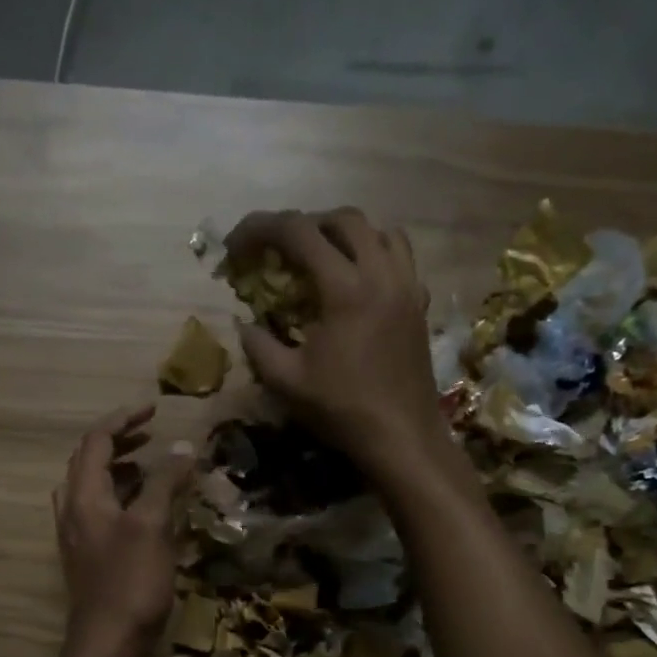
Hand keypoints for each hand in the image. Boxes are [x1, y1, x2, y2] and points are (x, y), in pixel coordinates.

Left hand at [53, 405, 193, 656]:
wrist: (108, 642)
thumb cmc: (130, 581)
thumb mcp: (152, 525)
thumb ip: (165, 482)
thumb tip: (182, 447)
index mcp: (84, 496)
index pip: (95, 442)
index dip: (123, 420)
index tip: (154, 409)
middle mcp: (73, 510)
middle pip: (87, 461)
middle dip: (117, 441)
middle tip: (150, 434)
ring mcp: (77, 536)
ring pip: (91, 487)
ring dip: (117, 468)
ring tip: (148, 464)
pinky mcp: (88, 556)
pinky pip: (99, 510)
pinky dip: (119, 495)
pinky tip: (143, 508)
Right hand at [229, 208, 449, 483]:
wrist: (401, 437)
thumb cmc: (343, 410)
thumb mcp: (286, 382)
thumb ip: (258, 345)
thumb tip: (245, 324)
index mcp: (345, 289)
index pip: (299, 232)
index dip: (261, 228)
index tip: (237, 245)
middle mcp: (381, 275)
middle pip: (344, 219)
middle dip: (305, 225)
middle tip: (280, 250)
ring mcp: (407, 288)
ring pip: (380, 232)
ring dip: (346, 234)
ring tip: (323, 257)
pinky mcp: (420, 305)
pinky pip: (402, 259)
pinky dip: (376, 256)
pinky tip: (359, 283)